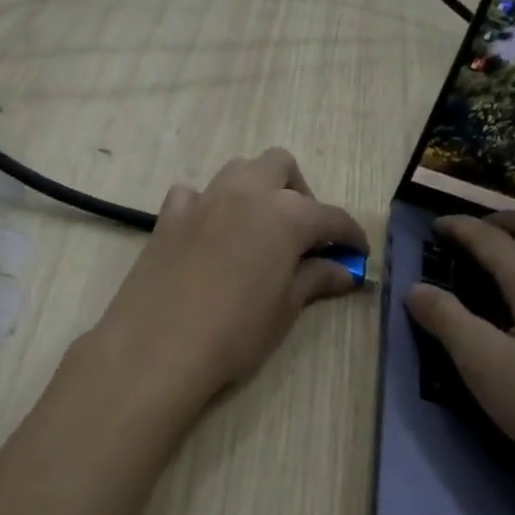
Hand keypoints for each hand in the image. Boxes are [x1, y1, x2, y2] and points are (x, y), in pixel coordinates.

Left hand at [92, 149, 368, 411]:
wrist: (156, 347)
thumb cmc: (234, 333)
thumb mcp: (285, 309)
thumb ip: (316, 279)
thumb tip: (345, 271)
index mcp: (285, 214)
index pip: (331, 216)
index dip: (350, 235)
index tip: (358, 253)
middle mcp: (245, 193)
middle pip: (281, 166)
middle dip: (300, 193)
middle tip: (303, 235)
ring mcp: (202, 200)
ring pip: (238, 170)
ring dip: (256, 189)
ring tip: (259, 229)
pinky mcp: (168, 216)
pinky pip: (194, 194)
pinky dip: (208, 205)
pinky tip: (210, 234)